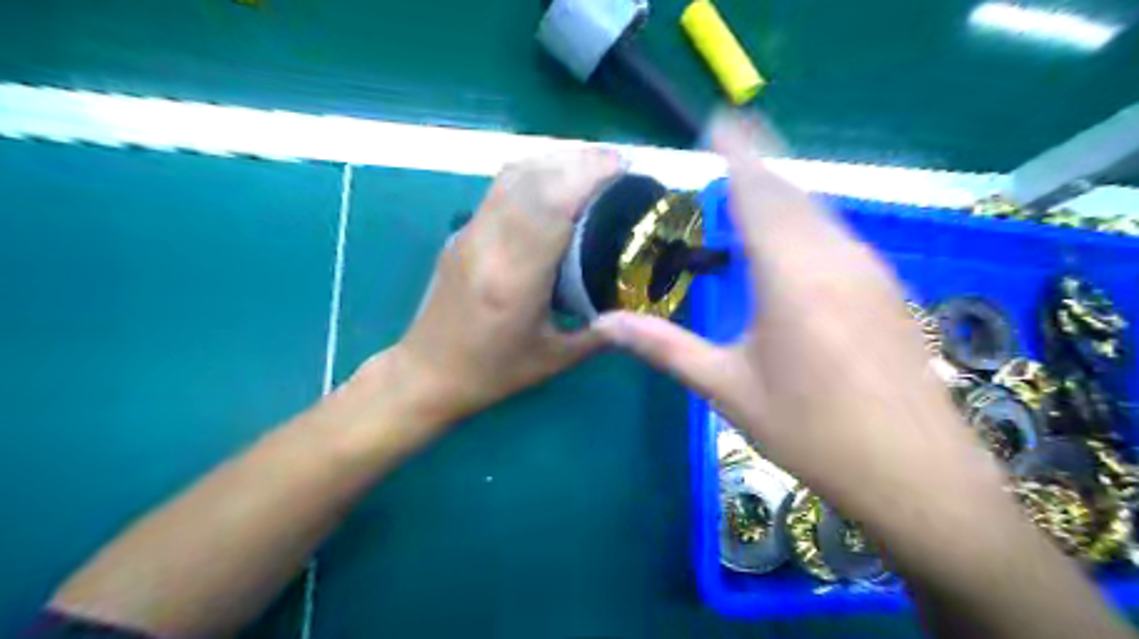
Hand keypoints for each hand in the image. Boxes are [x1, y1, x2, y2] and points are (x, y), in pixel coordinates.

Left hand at [381, 150, 621, 428]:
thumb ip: (601, 334)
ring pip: (513, 175)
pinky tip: (554, 182)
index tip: (623, 168)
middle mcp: (490, 243)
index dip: (588, 176)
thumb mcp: (554, 359)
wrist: (427, 373)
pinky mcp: (461, 232)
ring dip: (554, 159)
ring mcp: (470, 233)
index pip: (552, 205)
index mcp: (515, 277)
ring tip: (591, 165)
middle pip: (534, 179)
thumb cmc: (493, 371)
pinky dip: (533, 172)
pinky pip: (500, 187)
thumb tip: (643, 313)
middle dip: (579, 160)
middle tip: (617, 165)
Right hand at [597, 115, 1003, 528]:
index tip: (718, 120)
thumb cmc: (811, 431)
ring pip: (819, 209)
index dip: (737, 153)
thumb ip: (665, 348)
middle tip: (727, 140)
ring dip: (784, 189)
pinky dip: (807, 217)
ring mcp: (869, 269)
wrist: (914, 472)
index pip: (757, 193)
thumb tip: (604, 324)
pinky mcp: (885, 288)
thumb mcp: (728, 389)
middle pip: (791, 191)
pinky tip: (794, 236)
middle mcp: (834, 256)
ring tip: (753, 181)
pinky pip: (838, 232)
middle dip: (758, 161)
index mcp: (790, 275)